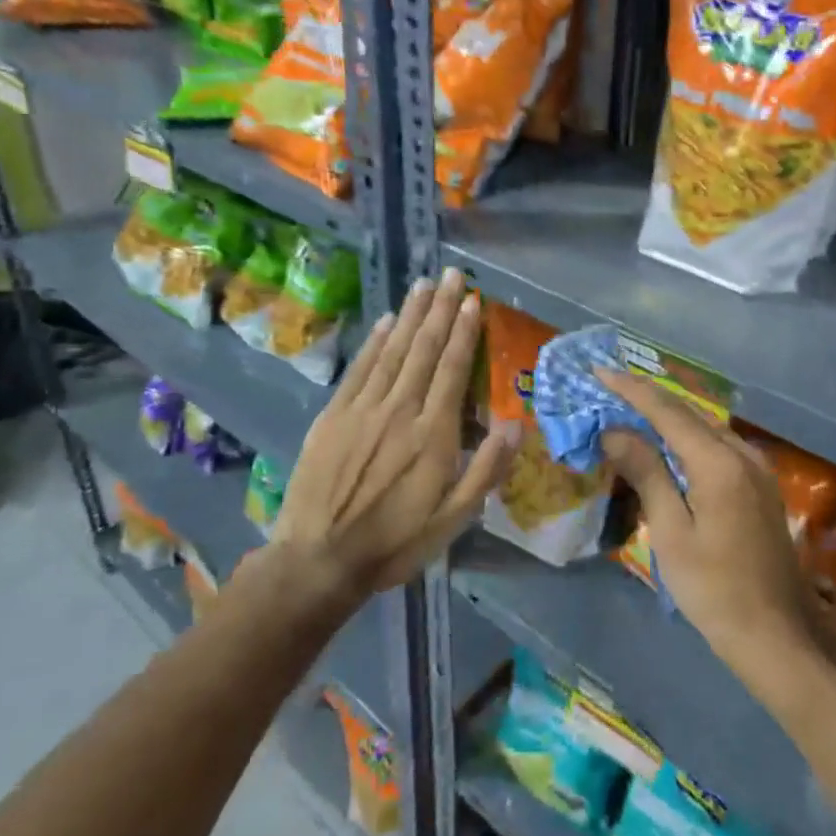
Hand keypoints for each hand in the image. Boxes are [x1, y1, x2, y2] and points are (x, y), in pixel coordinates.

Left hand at [253, 269, 515, 606]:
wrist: (319, 560)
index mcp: (433, 434)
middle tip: (452, 274)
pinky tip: (385, 321)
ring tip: (424, 284)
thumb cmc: (395, 542)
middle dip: (440, 309)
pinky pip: (359, 369)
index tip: (473, 300)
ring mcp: (363, 409)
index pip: (453, 369)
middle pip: (424, 349)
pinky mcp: (333, 416)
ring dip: (410, 315)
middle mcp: (400, 410)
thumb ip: (486, 470)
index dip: (464, 332)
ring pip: (393, 350)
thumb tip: (516, 423)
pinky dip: (374, 342)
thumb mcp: (453, 520)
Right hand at [596, 372, 830, 689]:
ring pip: (705, 427)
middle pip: (688, 413)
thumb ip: (647, 474)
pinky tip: (669, 445)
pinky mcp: (761, 485)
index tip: (598, 370)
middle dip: (647, 398)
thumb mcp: (672, 532)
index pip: (667, 411)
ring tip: (630, 409)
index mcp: (720, 463)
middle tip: (608, 388)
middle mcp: (743, 453)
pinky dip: (688, 437)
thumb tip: (615, 431)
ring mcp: (757, 468)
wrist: (778, 635)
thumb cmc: (715, 590)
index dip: (631, 390)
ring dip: (668, 416)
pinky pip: (718, 445)